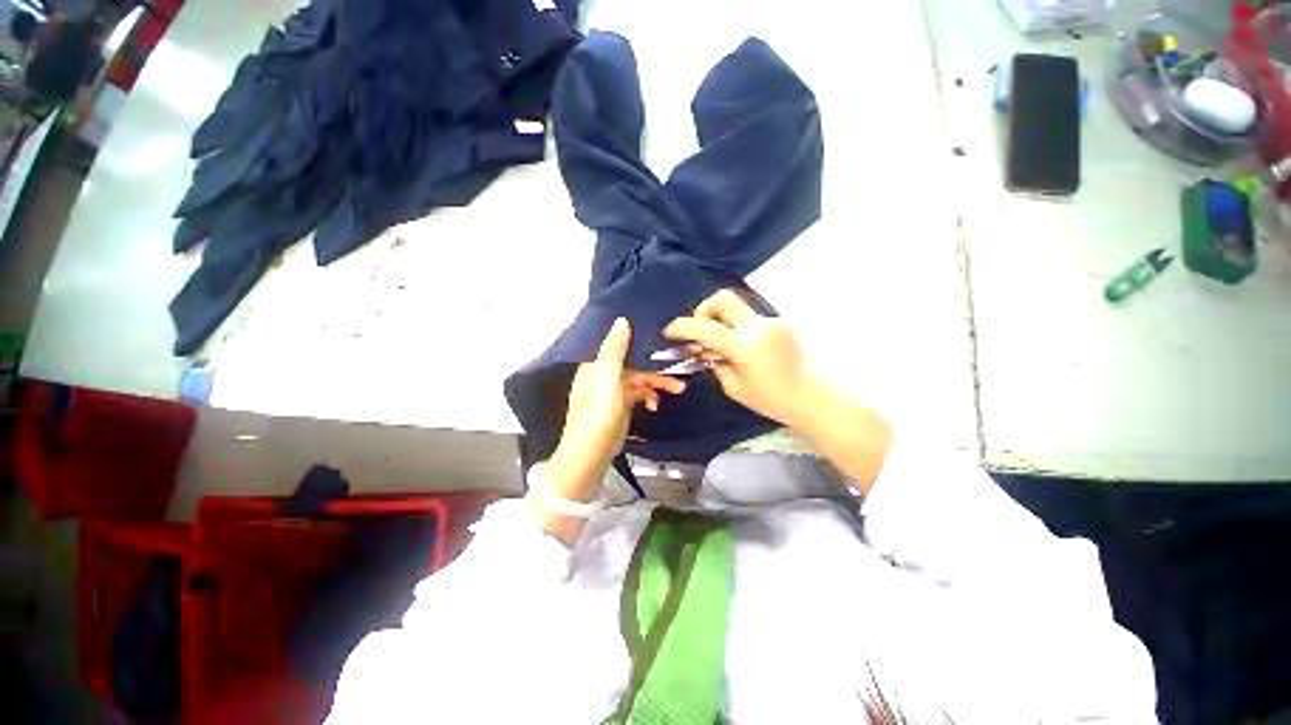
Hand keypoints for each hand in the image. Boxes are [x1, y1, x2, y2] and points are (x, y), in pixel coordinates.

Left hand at [545, 318, 684, 500]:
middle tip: (678, 371)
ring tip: (678, 389)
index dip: (640, 338)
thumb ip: (614, 350)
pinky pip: (639, 393)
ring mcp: (613, 389)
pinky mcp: (621, 404)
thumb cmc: (598, 416)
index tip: (662, 336)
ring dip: (658, 382)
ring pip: (640, 378)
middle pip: (635, 362)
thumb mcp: (607, 380)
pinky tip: (655, 406)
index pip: (620, 343)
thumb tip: (621, 320)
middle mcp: (604, 373)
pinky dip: (649, 397)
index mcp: (596, 364)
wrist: (590, 455)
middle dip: (656, 366)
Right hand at [664, 289, 817, 428]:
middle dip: (704, 309)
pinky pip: (751, 319)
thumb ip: (717, 365)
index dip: (682, 326)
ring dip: (723, 320)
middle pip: (723, 298)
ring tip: (724, 344)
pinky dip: (740, 329)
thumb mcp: (735, 388)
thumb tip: (709, 351)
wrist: (813, 397)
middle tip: (702, 330)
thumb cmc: (772, 400)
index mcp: (743, 346)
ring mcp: (771, 321)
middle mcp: (757, 326)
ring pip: (737, 308)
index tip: (671, 331)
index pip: (704, 328)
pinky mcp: (781, 323)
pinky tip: (746, 348)